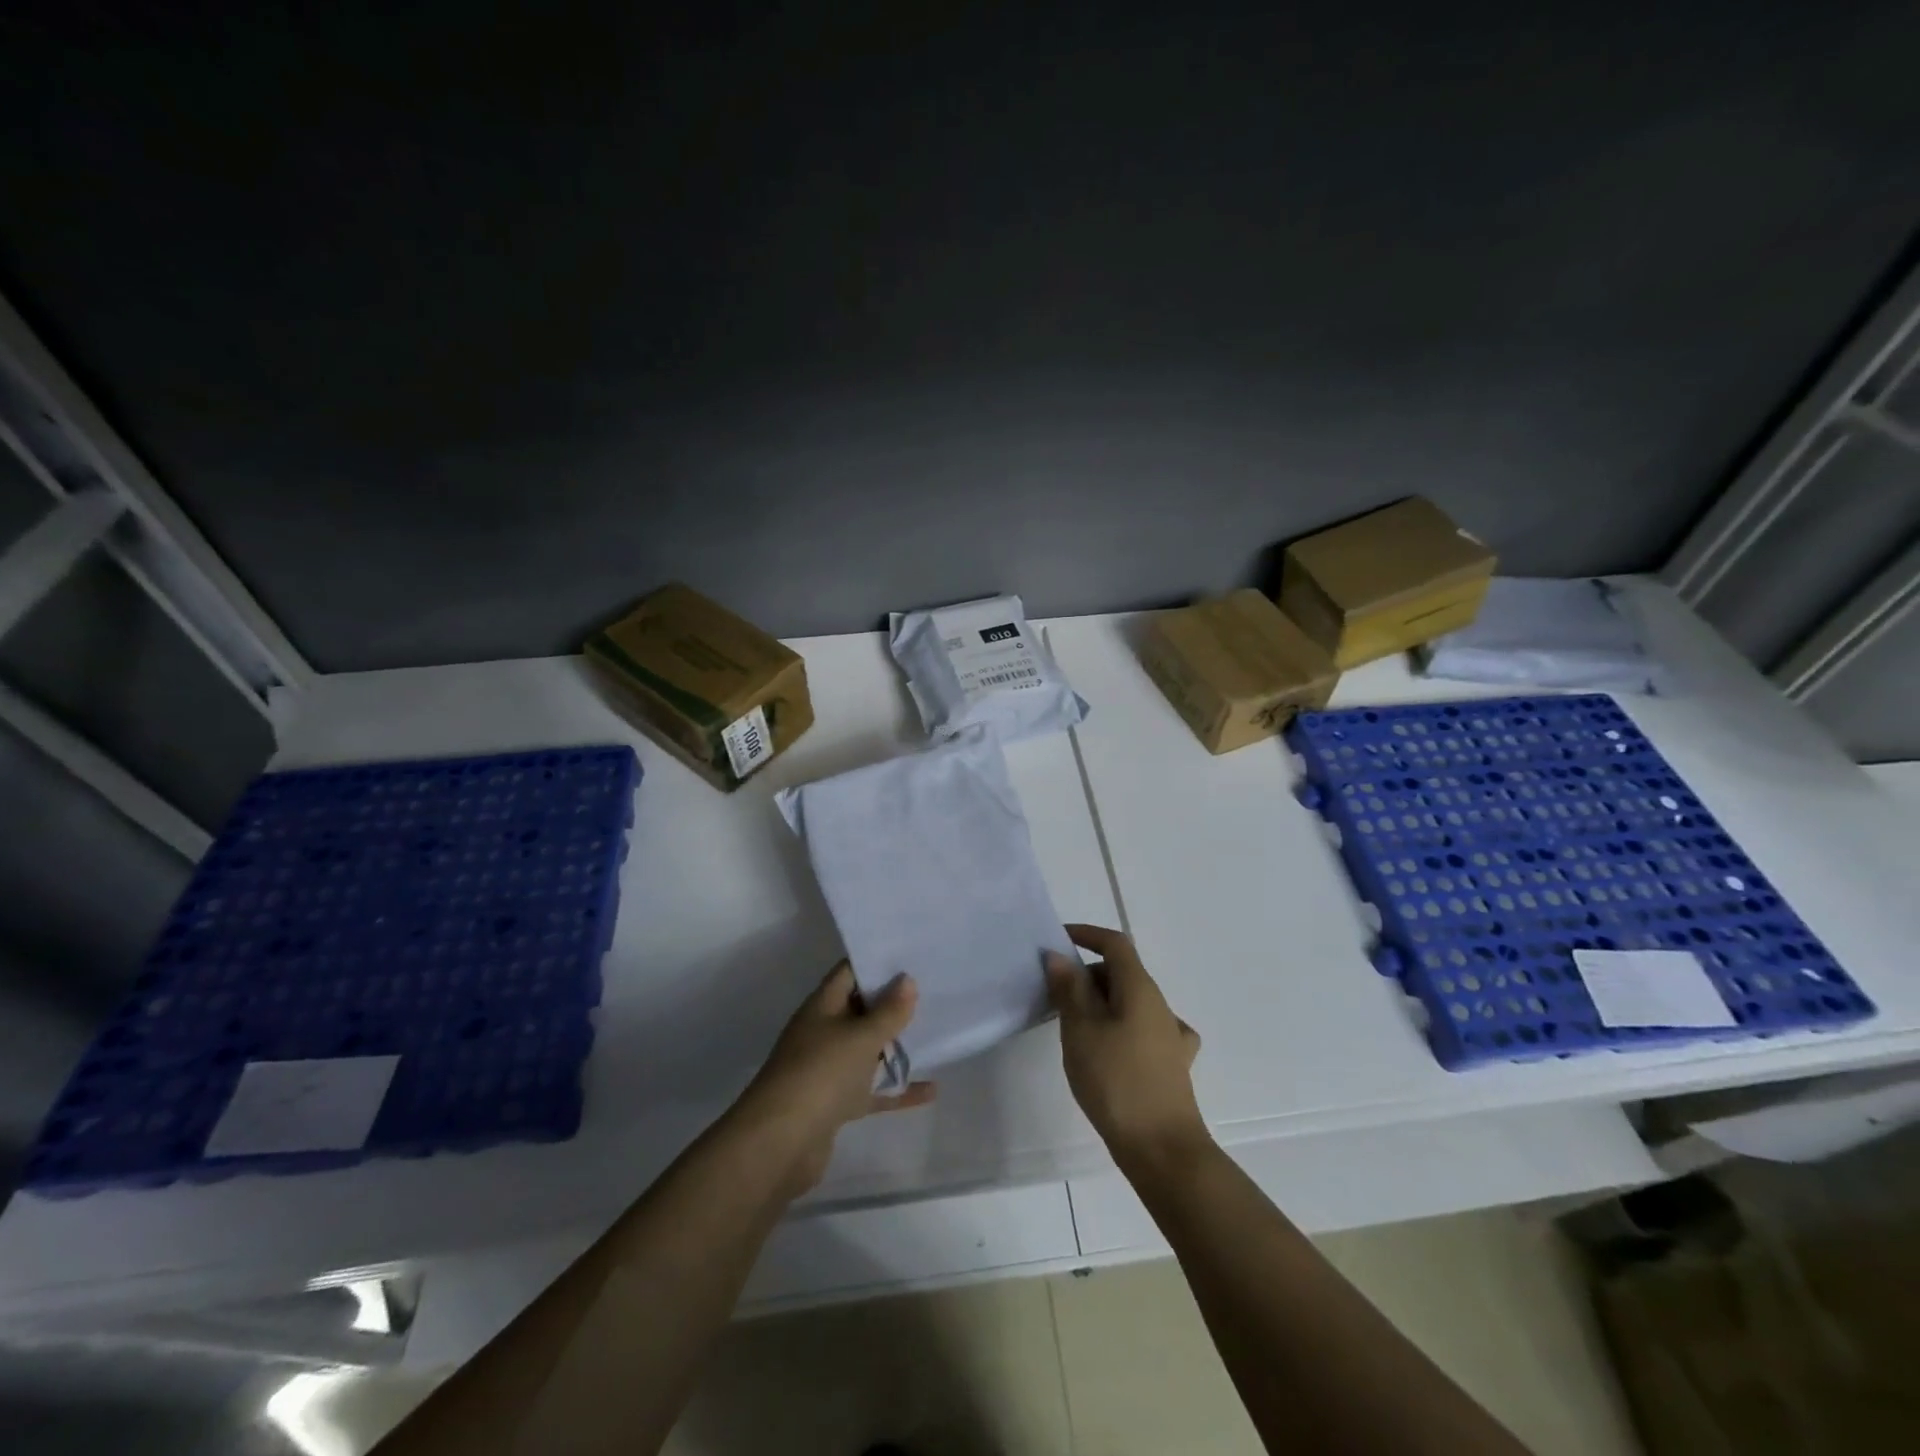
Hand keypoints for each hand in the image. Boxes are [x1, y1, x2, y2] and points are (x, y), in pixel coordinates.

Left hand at [731, 961, 935, 1197]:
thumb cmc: (821, 1075)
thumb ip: (888, 1011)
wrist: (780, 1145)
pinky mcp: (836, 1104)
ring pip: (867, 1050)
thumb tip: (906, 979)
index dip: (876, 962)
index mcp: (821, 1007)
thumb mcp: (860, 1037)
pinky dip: (898, 1089)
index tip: (911, 955)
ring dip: (896, 1045)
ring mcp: (829, 1070)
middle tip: (933, 990)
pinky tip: (931, 1090)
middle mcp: (823, 1033)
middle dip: (892, 1003)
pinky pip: (872, 1090)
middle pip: (860, 1010)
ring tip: (936, 1033)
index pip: (849, 973)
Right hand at [1047, 923, 1207, 1168]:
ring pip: (1131, 1002)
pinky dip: (1122, 1028)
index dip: (1087, 934)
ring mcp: (1170, 1035)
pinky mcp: (1172, 1063)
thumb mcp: (1081, 1030)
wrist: (1162, 1148)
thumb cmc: (1116, 1081)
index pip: (1115, 943)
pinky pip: (1143, 1029)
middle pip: (1122, 972)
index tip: (1058, 940)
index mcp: (1139, 988)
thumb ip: (1069, 989)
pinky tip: (1115, 1048)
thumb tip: (1059, 955)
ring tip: (1075, 1028)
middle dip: (1088, 975)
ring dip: (1102, 1003)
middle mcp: (1159, 1004)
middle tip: (1055, 997)